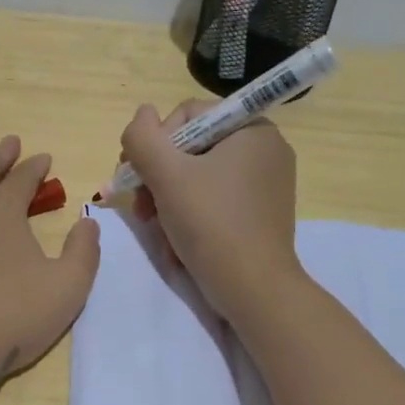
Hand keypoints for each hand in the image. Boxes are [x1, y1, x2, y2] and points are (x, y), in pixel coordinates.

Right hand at [119, 102, 301, 322]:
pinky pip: (213, 199)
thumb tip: (142, 113)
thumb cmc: (211, 224)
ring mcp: (264, 183)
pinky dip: (189, 215)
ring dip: (167, 199)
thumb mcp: (167, 175)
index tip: (139, 177)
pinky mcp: (259, 212)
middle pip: (191, 147)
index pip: (188, 115)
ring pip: (197, 176)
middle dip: (158, 177)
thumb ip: (144, 137)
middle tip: (141, 209)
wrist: (253, 290)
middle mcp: (264, 149)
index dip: (156, 143)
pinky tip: (176, 240)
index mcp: (251, 129)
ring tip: (154, 228)